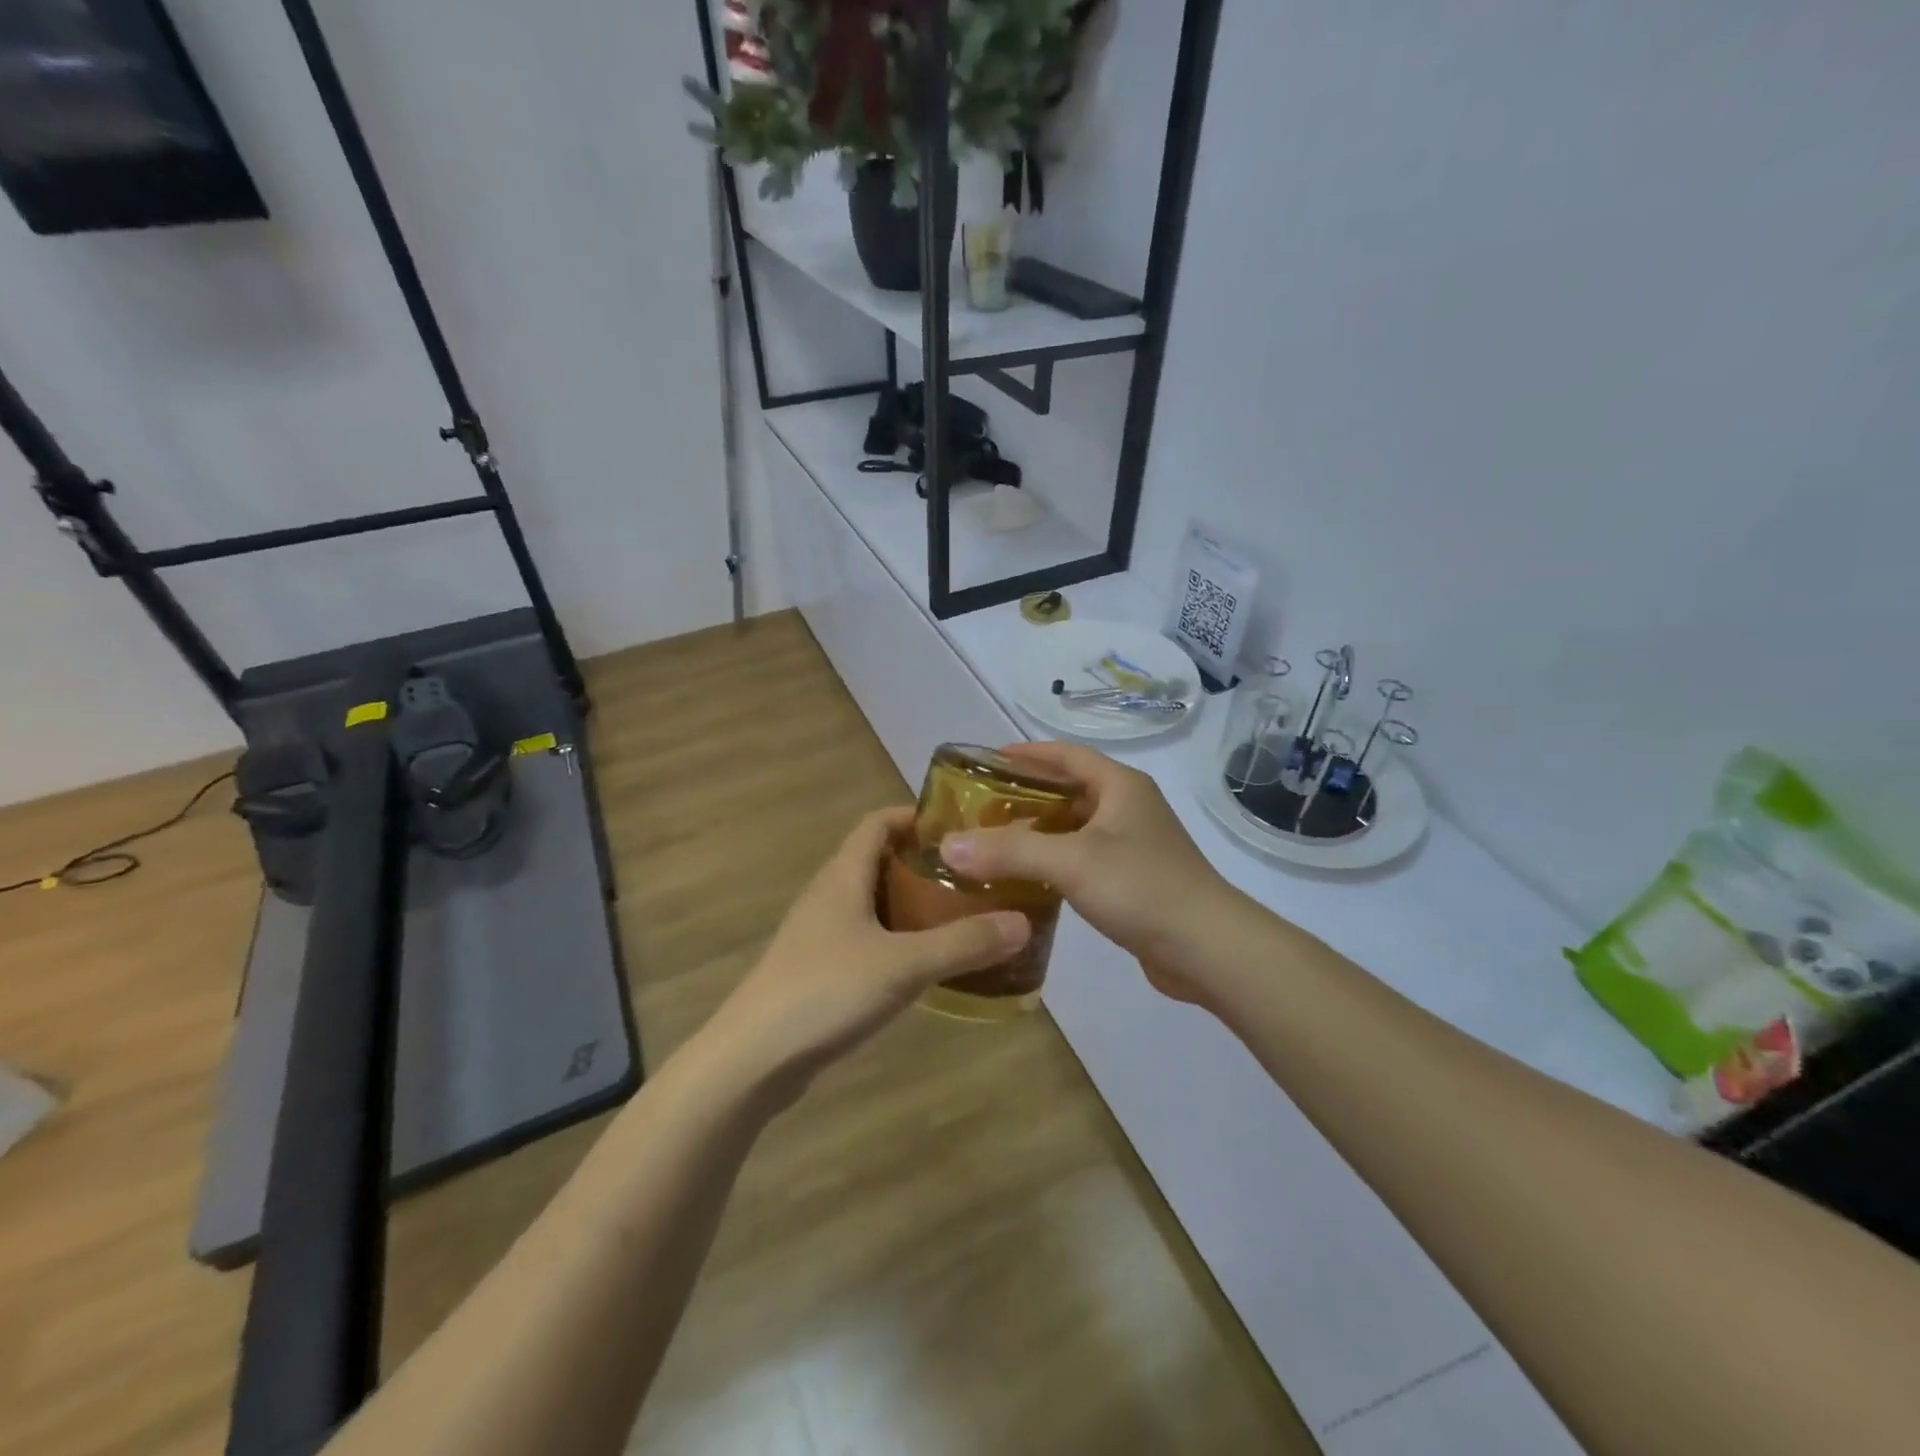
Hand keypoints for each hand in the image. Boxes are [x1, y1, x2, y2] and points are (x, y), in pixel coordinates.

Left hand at [703, 807, 1029, 1101]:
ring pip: (875, 904)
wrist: (751, 1060)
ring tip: (963, 918)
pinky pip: (867, 940)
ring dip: (914, 906)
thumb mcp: (904, 964)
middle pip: (880, 862)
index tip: (961, 827)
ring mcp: (820, 935)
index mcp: (843, 876)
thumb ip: (964, 943)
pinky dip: (899, 941)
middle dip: (926, 865)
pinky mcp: (819, 971)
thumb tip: (1022, 923)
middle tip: (976, 878)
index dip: (916, 816)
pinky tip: (927, 966)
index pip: (878, 822)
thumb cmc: (825, 992)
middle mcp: (829, 896)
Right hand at [939, 742, 1246, 1003]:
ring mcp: (1136, 845)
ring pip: (1077, 828)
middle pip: (1070, 790)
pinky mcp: (1135, 879)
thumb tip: (948, 845)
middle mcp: (1130, 807)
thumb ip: (1009, 851)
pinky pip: (1085, 858)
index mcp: (1120, 786)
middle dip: (1027, 796)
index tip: (988, 760)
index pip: (1067, 755)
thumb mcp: (1070, 862)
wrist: (1208, 948)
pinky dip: (1056, 861)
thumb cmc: (1141, 887)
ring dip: (1040, 832)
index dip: (1028, 753)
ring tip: (996, 843)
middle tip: (982, 809)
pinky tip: (1031, 880)